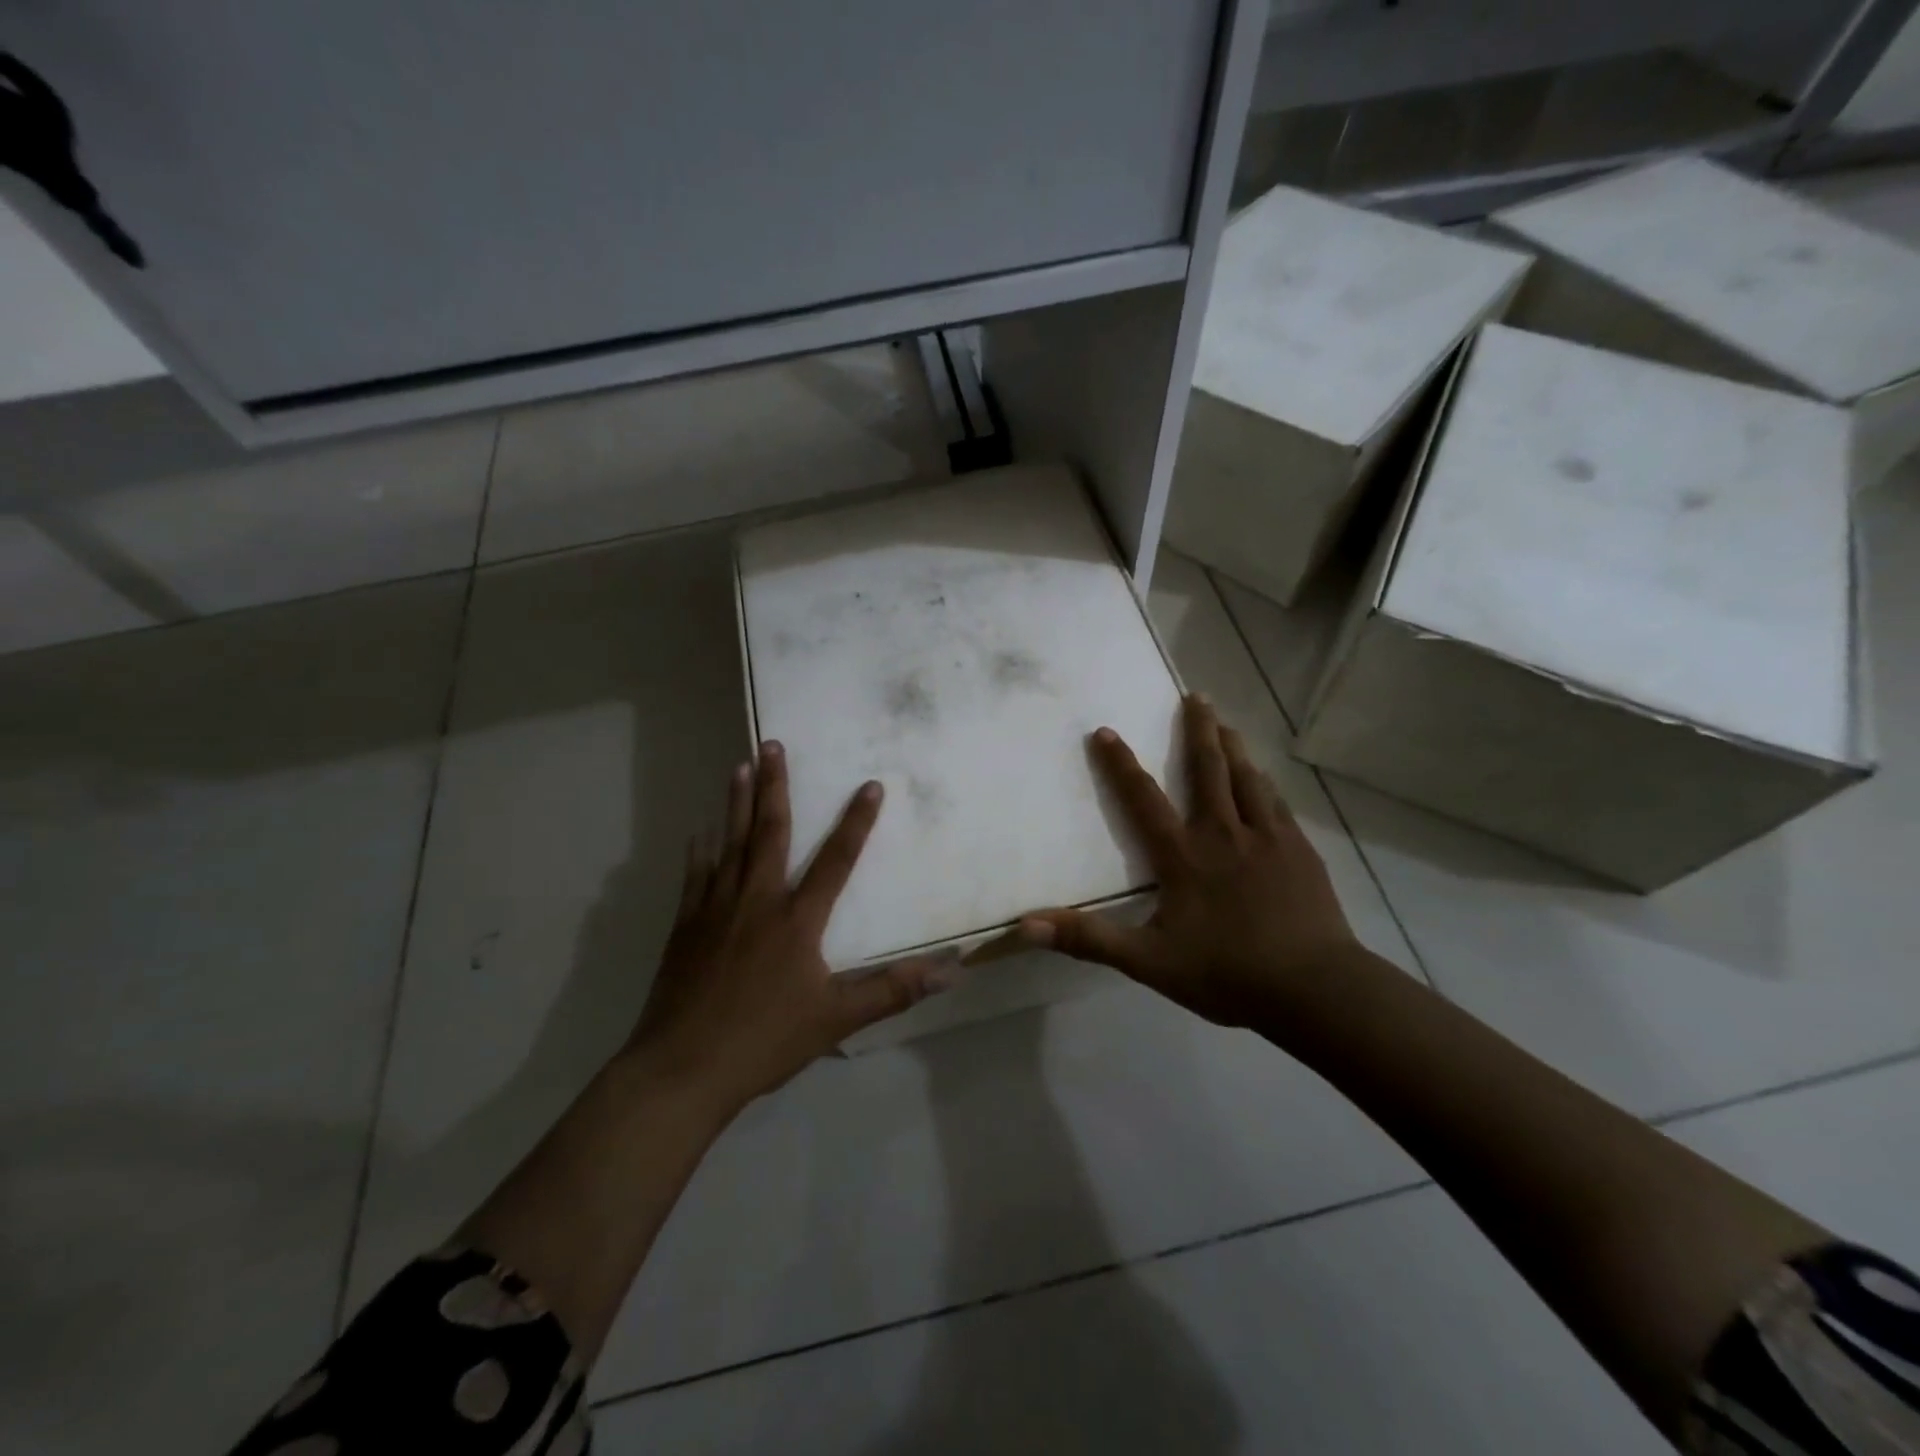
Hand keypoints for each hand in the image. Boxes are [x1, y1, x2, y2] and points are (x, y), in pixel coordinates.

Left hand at [626, 741, 951, 1112]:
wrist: (683, 1068)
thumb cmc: (765, 1041)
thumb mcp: (837, 1019)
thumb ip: (894, 990)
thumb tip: (952, 971)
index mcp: (797, 920)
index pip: (836, 860)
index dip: (856, 822)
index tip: (869, 785)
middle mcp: (757, 901)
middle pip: (770, 832)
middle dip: (776, 786)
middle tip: (772, 745)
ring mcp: (717, 909)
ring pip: (730, 843)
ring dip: (736, 803)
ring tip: (740, 765)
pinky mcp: (686, 926)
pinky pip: (696, 876)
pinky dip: (701, 850)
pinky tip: (700, 831)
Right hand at [1015, 694, 1360, 1028]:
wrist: (1314, 988)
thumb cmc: (1227, 972)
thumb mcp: (1148, 962)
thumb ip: (1089, 940)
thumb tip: (1026, 925)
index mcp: (1183, 856)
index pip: (1142, 799)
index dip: (1120, 764)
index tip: (1106, 731)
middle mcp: (1223, 834)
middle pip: (1207, 769)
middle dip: (1197, 729)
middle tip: (1196, 695)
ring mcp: (1266, 838)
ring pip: (1247, 778)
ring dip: (1233, 747)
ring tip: (1227, 723)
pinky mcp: (1299, 851)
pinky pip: (1276, 803)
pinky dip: (1264, 783)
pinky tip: (1264, 779)